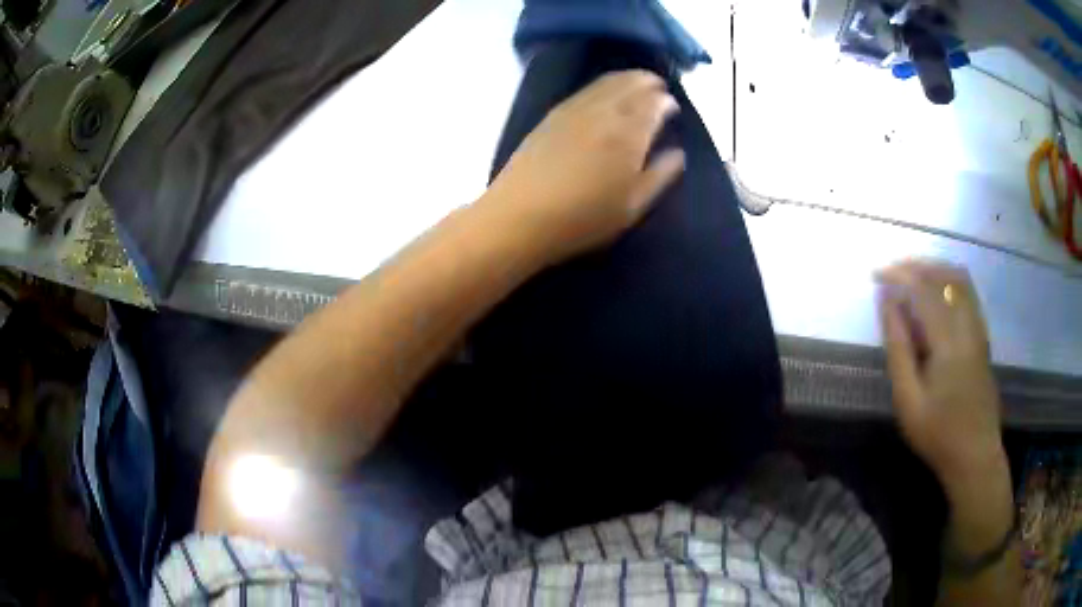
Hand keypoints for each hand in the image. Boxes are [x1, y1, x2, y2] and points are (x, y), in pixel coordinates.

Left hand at [482, 70, 685, 265]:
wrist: (521, 215)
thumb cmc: (584, 217)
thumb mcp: (633, 206)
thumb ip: (660, 175)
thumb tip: (677, 153)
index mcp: (629, 132)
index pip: (655, 103)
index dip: (666, 102)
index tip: (673, 108)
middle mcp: (604, 111)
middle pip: (631, 83)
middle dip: (648, 82)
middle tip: (658, 87)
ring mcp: (575, 109)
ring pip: (607, 82)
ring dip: (626, 78)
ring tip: (636, 83)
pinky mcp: (553, 114)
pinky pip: (585, 89)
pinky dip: (602, 85)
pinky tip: (603, 93)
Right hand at [876, 260, 1005, 491]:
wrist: (975, 454)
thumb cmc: (938, 433)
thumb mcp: (908, 401)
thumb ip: (898, 349)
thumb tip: (887, 304)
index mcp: (948, 341)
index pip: (923, 290)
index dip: (899, 275)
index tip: (876, 274)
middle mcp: (968, 325)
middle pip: (944, 275)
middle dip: (916, 265)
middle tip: (892, 270)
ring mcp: (979, 328)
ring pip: (959, 279)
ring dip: (934, 268)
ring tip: (911, 274)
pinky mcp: (983, 336)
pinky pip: (967, 292)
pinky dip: (948, 280)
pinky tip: (935, 291)